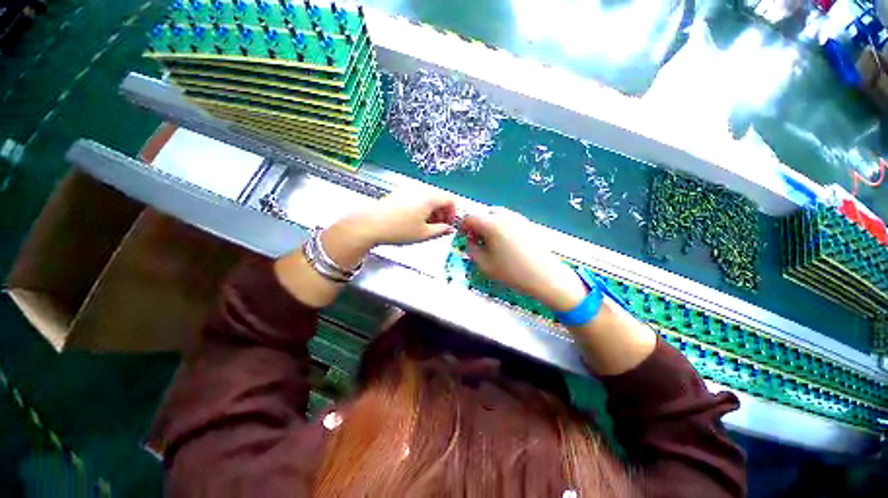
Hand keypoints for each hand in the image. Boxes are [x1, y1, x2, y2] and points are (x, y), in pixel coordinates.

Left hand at [342, 191, 457, 246]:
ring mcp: (409, 190)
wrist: (370, 224)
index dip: (453, 213)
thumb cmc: (398, 229)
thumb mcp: (424, 234)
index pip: (450, 200)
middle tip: (438, 228)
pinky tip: (414, 221)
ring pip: (428, 199)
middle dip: (442, 213)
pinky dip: (421, 209)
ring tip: (426, 226)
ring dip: (432, 212)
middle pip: (439, 198)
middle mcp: (420, 190)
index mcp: (429, 197)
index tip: (448, 224)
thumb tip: (448, 229)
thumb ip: (441, 231)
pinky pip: (417, 199)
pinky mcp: (399, 194)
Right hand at [460, 208, 587, 311]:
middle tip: (477, 240)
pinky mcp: (528, 223)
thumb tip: (470, 240)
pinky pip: (508, 219)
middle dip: (476, 224)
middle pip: (484, 213)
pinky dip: (501, 226)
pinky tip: (505, 243)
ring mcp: (518, 218)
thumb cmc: (512, 272)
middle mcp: (504, 216)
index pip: (470, 217)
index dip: (462, 226)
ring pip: (497, 215)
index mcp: (491, 224)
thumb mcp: (484, 264)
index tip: (462, 237)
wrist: (546, 276)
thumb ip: (471, 249)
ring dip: (489, 224)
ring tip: (491, 242)